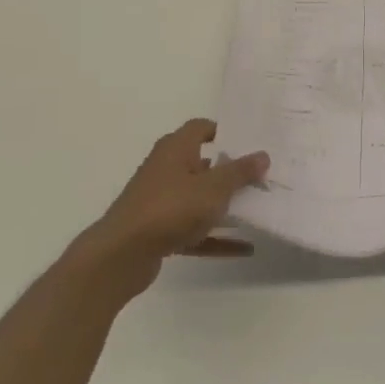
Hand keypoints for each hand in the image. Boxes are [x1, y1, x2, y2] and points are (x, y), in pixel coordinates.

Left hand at [79, 120, 268, 293]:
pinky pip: (195, 230)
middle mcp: (165, 170)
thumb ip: (240, 171)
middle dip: (231, 171)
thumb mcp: (215, 187)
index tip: (250, 141)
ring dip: (225, 205)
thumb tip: (262, 155)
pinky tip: (245, 248)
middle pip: (203, 164)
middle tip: (262, 175)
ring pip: (199, 199)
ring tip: (257, 209)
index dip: (224, 131)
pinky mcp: (158, 231)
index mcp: (175, 150)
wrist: (121, 255)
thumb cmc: (171, 208)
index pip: (200, 128)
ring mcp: (160, 202)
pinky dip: (217, 237)